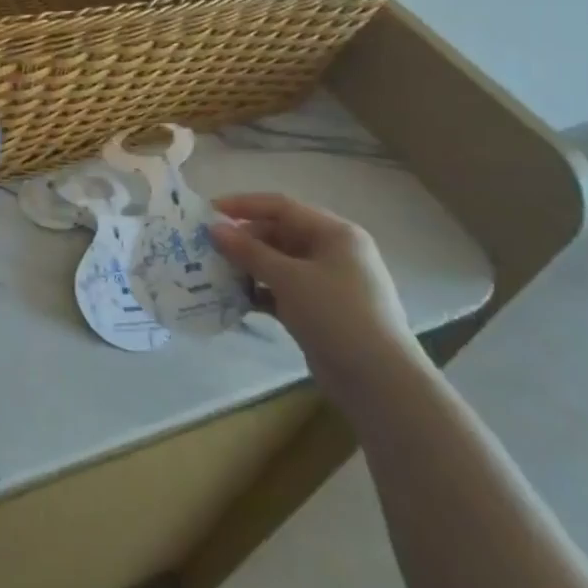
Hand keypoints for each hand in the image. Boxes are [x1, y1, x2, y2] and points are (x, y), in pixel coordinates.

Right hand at [209, 194, 423, 405]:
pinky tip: (233, 298)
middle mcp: (333, 252)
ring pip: (278, 263)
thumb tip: (214, 228)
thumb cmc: (337, 315)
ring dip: (248, 266)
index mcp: (335, 233)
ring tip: (214, 271)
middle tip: (207, 246)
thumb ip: (249, 251)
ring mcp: (327, 283)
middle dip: (243, 239)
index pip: (282, 207)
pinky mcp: (318, 310)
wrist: (380, 382)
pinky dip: (259, 291)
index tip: (208, 211)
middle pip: (279, 234)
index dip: (243, 205)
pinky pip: (282, 289)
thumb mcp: (289, 278)